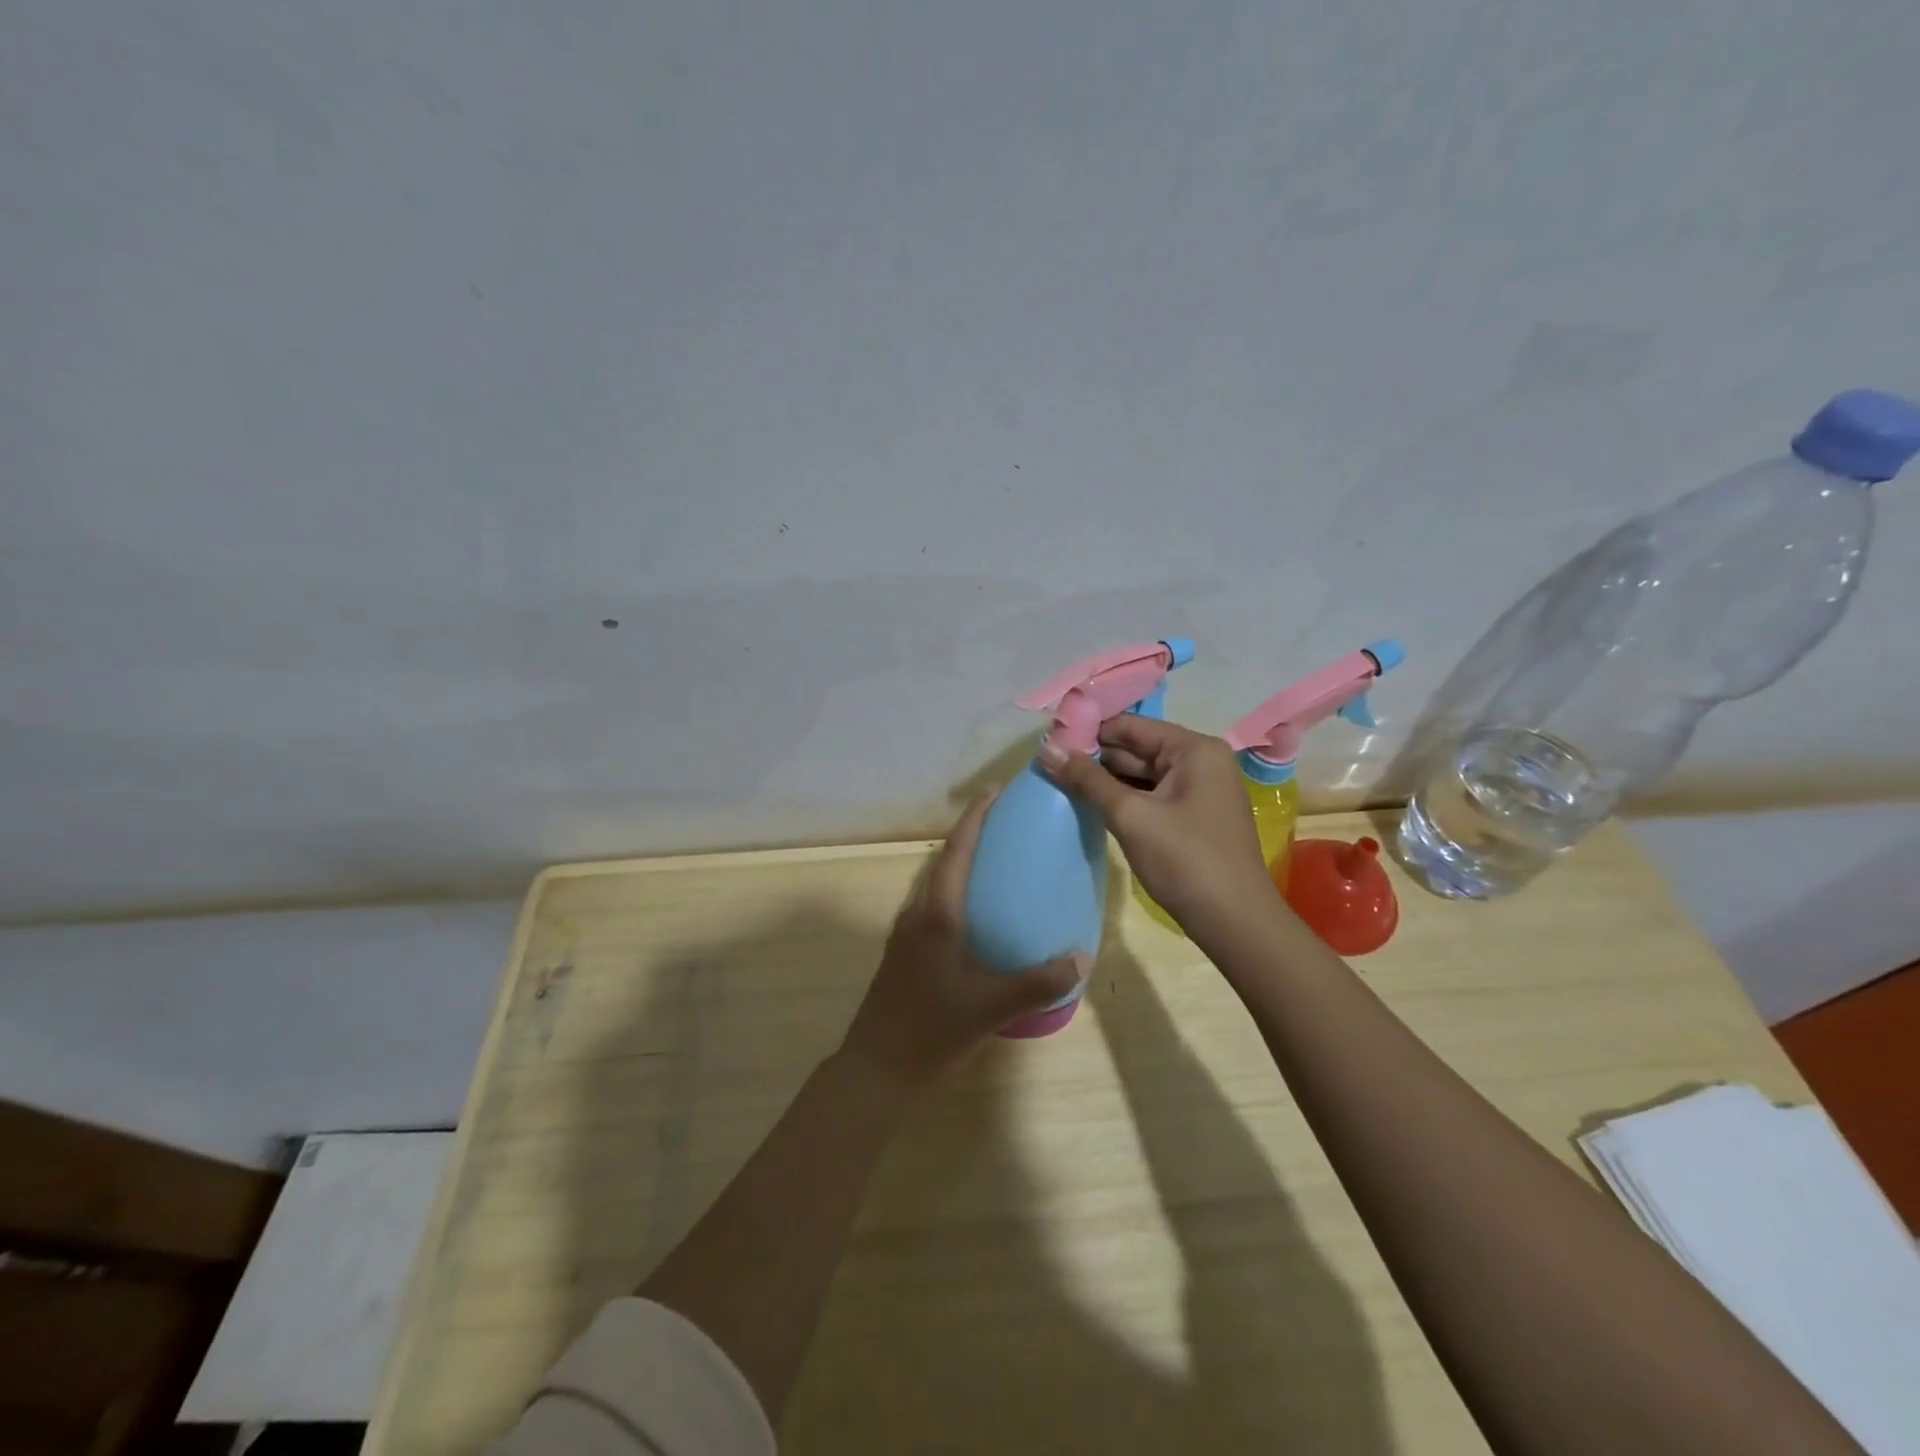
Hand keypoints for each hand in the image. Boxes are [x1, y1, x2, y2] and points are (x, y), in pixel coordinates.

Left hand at [841, 791, 1087, 1089]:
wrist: (878, 1068)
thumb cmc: (931, 1030)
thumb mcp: (991, 1007)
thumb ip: (1038, 982)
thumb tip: (1082, 957)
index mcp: (937, 914)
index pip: (957, 850)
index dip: (976, 816)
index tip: (997, 790)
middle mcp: (918, 913)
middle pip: (945, 859)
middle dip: (973, 833)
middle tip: (1008, 823)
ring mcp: (907, 932)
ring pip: (937, 882)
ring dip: (962, 861)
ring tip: (998, 861)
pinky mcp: (905, 951)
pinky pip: (934, 904)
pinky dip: (957, 891)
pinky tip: (979, 914)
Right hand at [1040, 715, 1269, 932]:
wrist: (1235, 924)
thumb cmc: (1186, 861)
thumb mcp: (1130, 816)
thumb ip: (1087, 780)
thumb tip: (1046, 750)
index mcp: (1194, 749)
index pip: (1131, 726)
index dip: (1089, 732)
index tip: (1049, 743)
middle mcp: (1201, 761)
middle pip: (1136, 748)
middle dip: (1094, 757)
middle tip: (1048, 765)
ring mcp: (1199, 790)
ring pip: (1141, 774)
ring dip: (1105, 780)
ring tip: (1059, 782)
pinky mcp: (1193, 816)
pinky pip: (1151, 796)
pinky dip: (1123, 799)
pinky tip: (1091, 805)